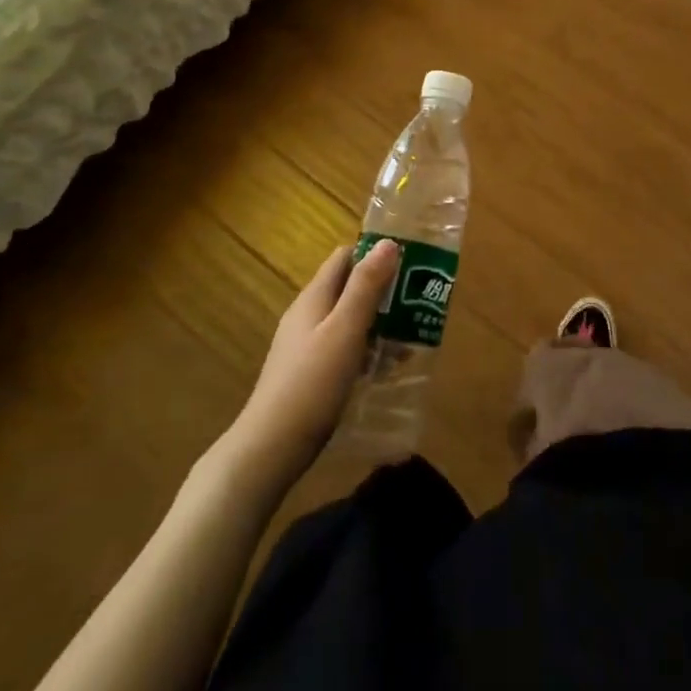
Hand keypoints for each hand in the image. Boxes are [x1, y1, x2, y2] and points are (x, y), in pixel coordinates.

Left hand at [231, 240, 399, 487]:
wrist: (271, 448)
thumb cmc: (312, 383)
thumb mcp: (345, 330)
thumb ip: (366, 287)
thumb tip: (388, 242)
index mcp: (314, 297)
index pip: (345, 257)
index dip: (375, 254)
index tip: (409, 263)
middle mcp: (308, 315)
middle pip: (349, 288)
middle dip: (384, 292)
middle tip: (418, 302)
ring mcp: (306, 345)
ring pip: (349, 320)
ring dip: (379, 324)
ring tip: (412, 338)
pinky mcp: (310, 373)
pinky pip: (345, 348)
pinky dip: (367, 350)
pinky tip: (386, 369)